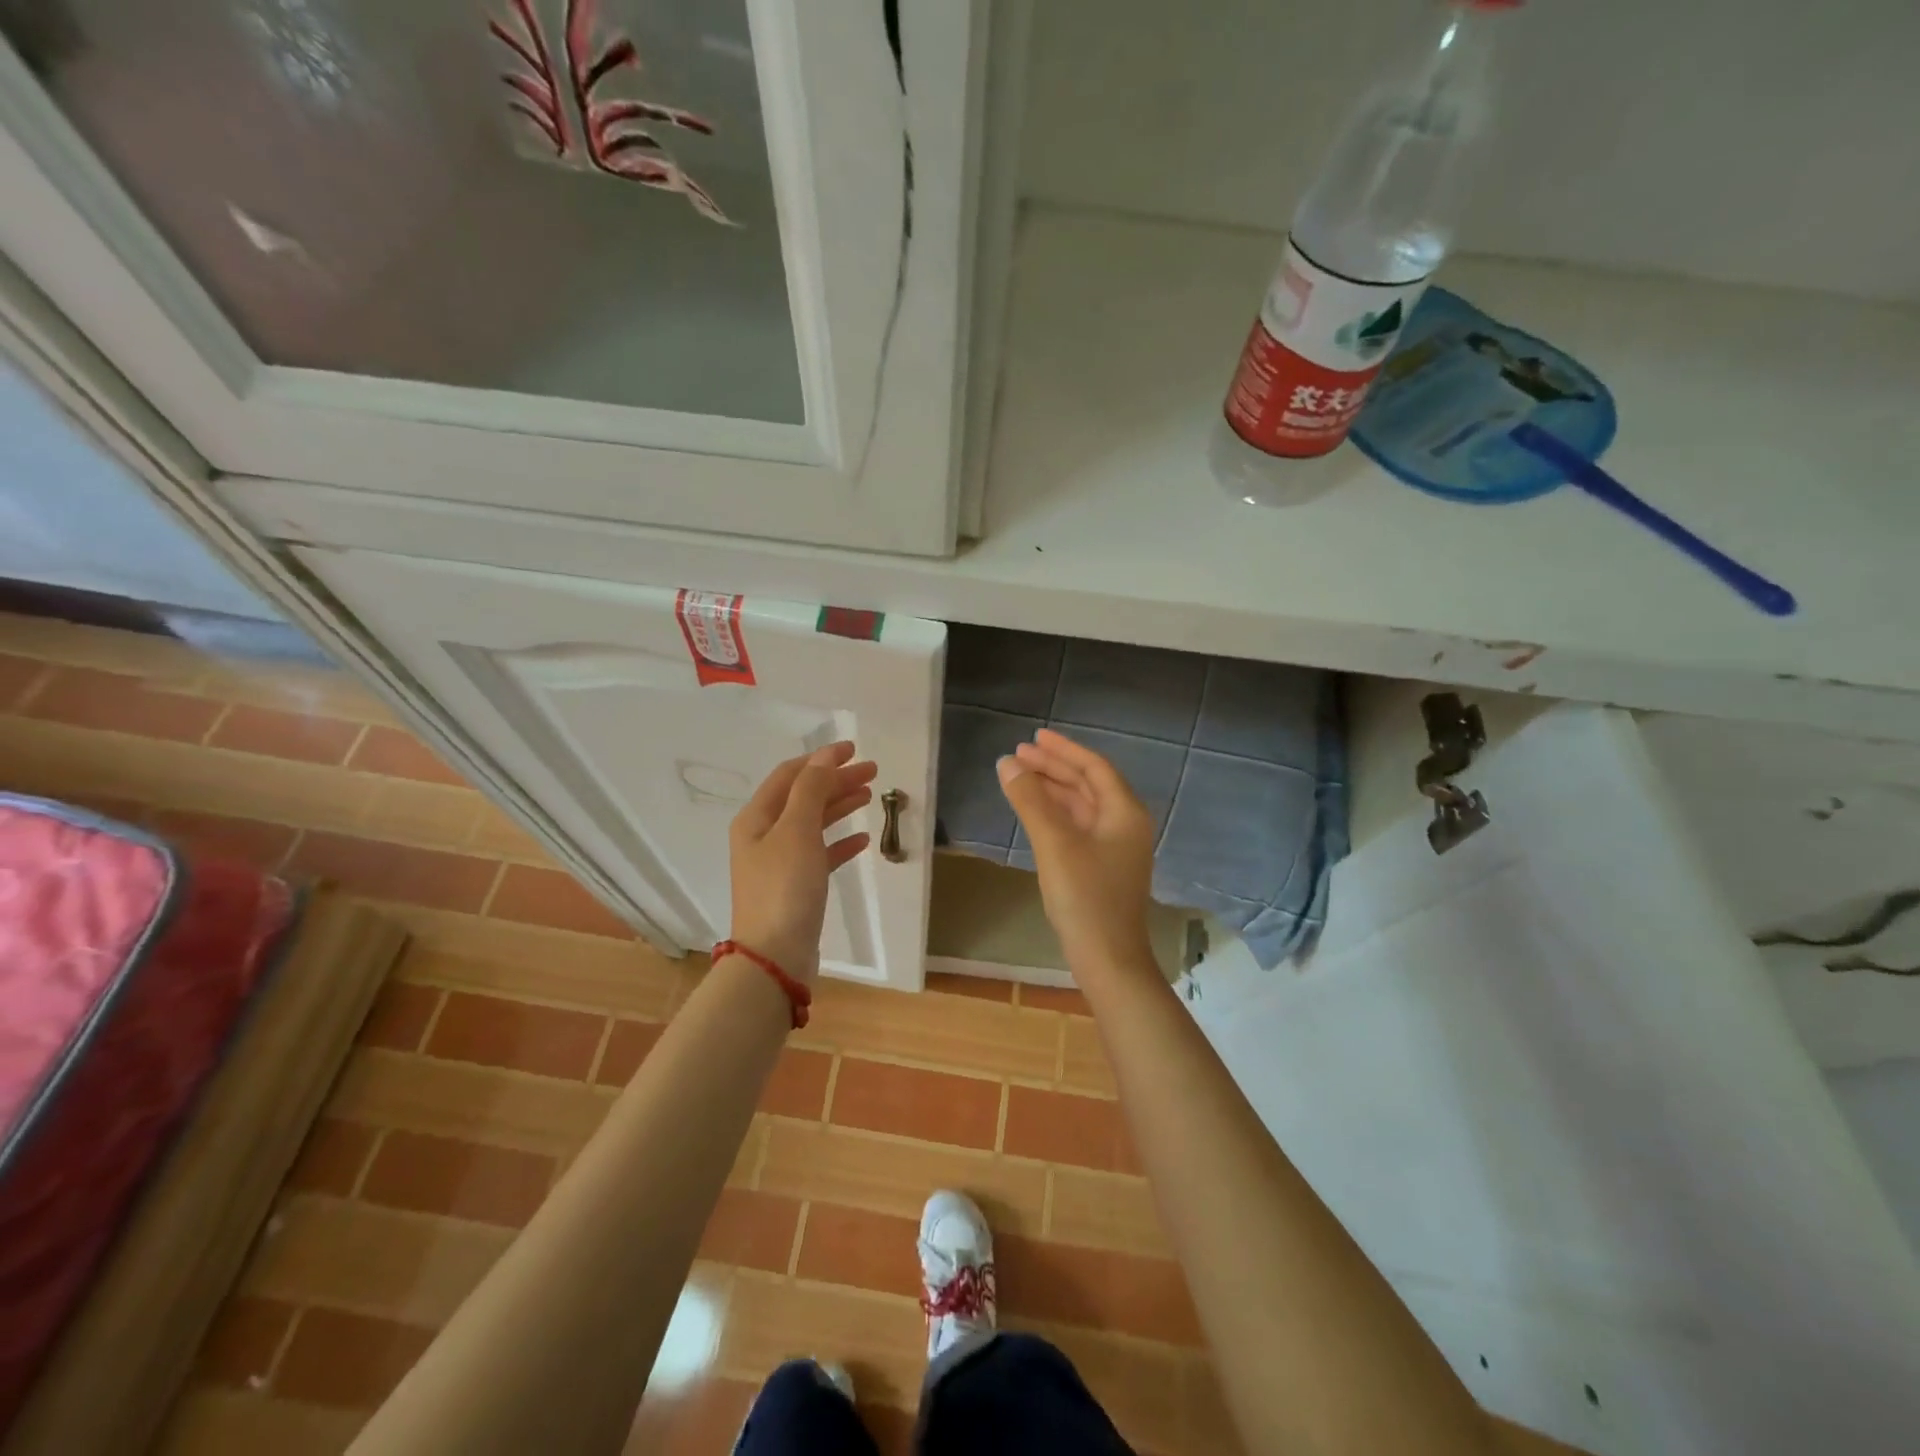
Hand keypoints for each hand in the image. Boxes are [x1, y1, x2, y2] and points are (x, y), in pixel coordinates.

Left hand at [729, 742, 876, 983]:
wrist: (775, 957)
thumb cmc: (784, 888)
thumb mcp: (797, 831)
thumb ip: (811, 790)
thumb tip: (824, 757)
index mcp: (756, 818)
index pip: (790, 775)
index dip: (821, 759)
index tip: (854, 749)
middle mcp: (763, 836)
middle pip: (803, 797)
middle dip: (836, 781)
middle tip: (873, 772)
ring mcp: (779, 863)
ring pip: (813, 823)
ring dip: (840, 806)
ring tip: (869, 796)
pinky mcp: (796, 887)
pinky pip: (820, 854)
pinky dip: (840, 842)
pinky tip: (862, 840)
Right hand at [997, 729, 1156, 976]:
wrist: (1107, 959)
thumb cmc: (1085, 897)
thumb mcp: (1054, 843)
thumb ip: (1031, 800)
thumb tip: (1007, 763)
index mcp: (1124, 812)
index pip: (1094, 767)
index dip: (1063, 750)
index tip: (1034, 737)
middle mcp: (1124, 824)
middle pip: (1088, 784)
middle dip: (1054, 767)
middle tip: (1018, 754)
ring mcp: (1114, 847)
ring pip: (1081, 806)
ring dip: (1052, 789)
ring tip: (1019, 776)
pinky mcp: (1101, 867)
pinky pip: (1077, 826)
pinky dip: (1055, 814)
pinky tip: (1033, 811)